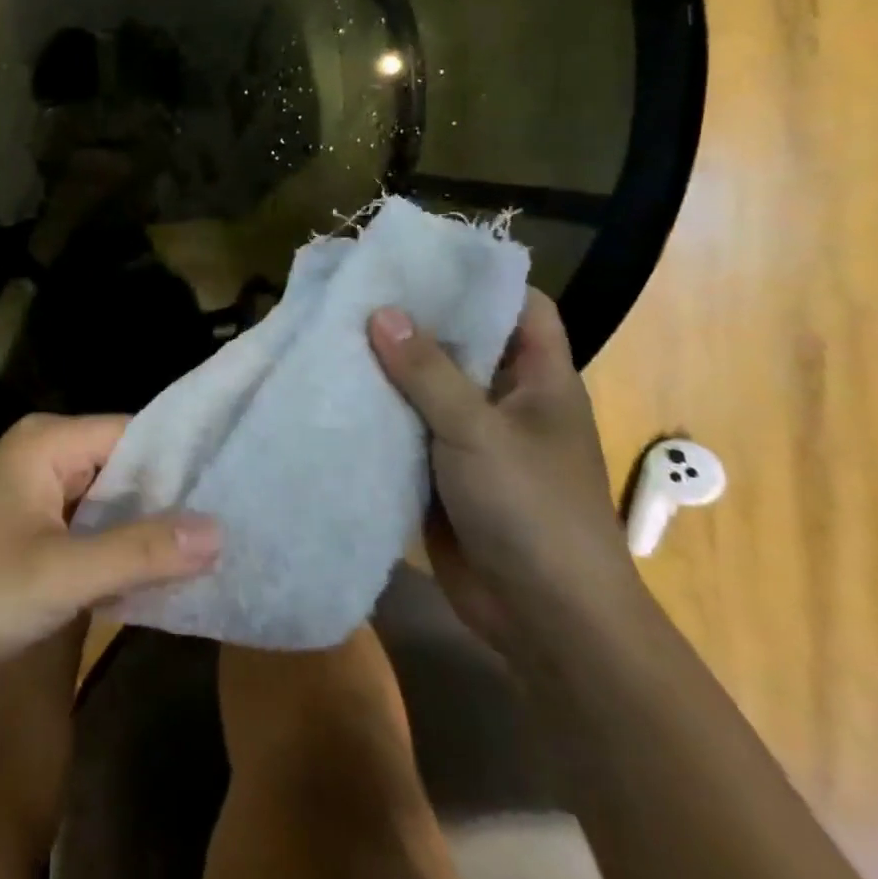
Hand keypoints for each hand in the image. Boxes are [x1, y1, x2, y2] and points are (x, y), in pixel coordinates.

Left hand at [0, 414, 220, 672]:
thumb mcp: (63, 573)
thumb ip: (142, 551)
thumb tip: (220, 531)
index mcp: (49, 441)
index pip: (135, 434)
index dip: (184, 461)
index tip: (236, 489)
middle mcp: (43, 454)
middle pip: (122, 466)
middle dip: (169, 499)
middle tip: (234, 527)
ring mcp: (31, 494)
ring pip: (104, 502)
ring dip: (144, 529)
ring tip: (211, 552)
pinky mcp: (24, 531)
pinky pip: (84, 529)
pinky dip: (114, 550)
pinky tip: (155, 577)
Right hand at [368, 290, 638, 647]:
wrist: (543, 619)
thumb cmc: (531, 510)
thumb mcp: (478, 431)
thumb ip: (428, 372)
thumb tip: (380, 311)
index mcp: (540, 379)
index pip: (521, 307)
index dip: (480, 279)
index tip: (423, 259)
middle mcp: (507, 401)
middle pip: (464, 344)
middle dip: (416, 319)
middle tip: (357, 288)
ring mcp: (474, 439)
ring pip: (429, 387)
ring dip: (390, 367)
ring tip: (334, 329)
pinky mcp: (443, 472)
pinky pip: (409, 429)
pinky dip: (379, 412)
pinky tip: (336, 390)